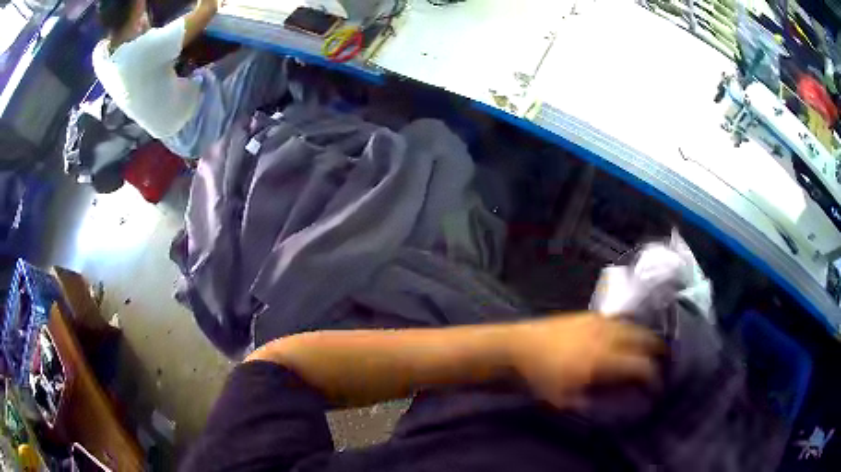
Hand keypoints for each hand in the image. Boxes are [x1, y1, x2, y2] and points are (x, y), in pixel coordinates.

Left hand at [509, 313, 662, 408]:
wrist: (514, 349)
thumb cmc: (539, 380)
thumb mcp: (568, 400)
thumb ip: (600, 399)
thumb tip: (624, 397)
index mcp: (603, 359)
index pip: (641, 366)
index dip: (653, 378)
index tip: (657, 387)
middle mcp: (607, 335)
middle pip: (644, 339)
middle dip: (658, 352)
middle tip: (663, 363)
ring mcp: (598, 321)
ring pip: (634, 325)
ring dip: (646, 337)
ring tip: (651, 348)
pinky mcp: (588, 314)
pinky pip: (619, 318)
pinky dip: (631, 327)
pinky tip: (628, 335)